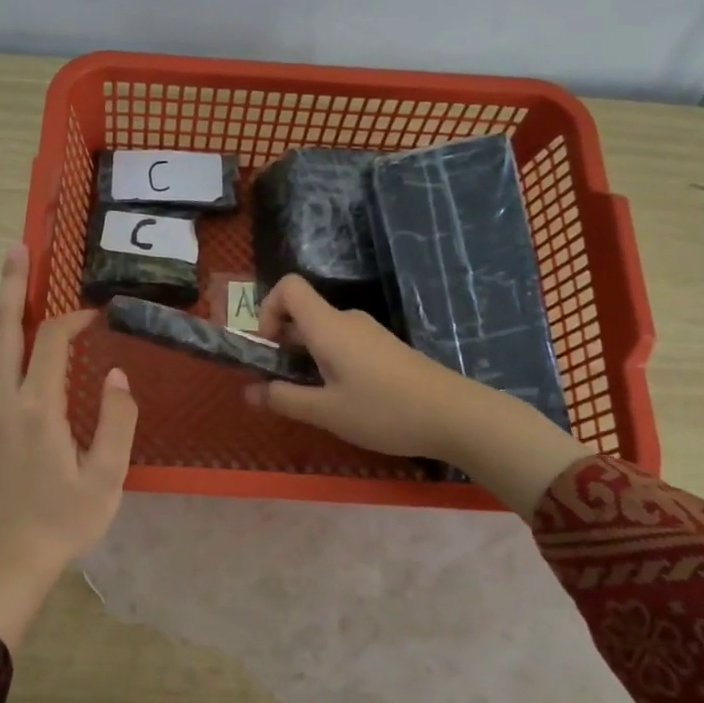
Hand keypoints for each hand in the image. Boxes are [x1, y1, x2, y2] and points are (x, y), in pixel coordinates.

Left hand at [0, 243, 138, 648]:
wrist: (3, 562)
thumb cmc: (62, 523)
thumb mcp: (106, 479)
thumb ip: (117, 422)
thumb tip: (118, 376)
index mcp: (36, 410)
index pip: (52, 343)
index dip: (74, 320)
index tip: (97, 315)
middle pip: (1, 329)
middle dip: (10, 285)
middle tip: (17, 248)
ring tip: (12, 285)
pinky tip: (6, 343)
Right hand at [244, 275, 587, 517]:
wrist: (455, 415)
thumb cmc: (384, 410)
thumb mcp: (326, 412)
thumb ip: (284, 398)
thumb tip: (248, 391)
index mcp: (328, 326)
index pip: (288, 287)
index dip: (268, 309)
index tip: (268, 349)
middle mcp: (347, 320)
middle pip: (303, 313)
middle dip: (283, 344)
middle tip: (282, 386)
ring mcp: (369, 333)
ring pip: (323, 332)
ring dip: (306, 358)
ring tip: (314, 400)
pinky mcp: (385, 348)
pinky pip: (343, 344)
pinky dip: (329, 363)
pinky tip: (343, 400)